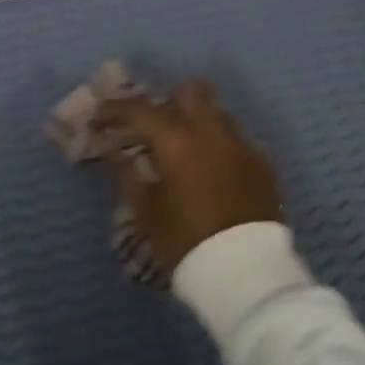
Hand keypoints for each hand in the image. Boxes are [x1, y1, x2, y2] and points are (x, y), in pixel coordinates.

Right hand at [92, 81, 280, 273]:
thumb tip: (119, 154)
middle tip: (156, 125)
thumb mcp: (147, 213)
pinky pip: (237, 141)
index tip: (101, 116)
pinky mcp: (263, 164)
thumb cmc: (187, 242)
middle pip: (192, 91)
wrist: (247, 273)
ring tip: (185, 150)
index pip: (140, 109)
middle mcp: (212, 131)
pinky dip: (220, 148)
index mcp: (177, 140)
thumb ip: (130, 176)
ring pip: (218, 113)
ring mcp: (242, 145)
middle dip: (171, 100)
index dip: (115, 109)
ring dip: (199, 122)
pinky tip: (212, 173)